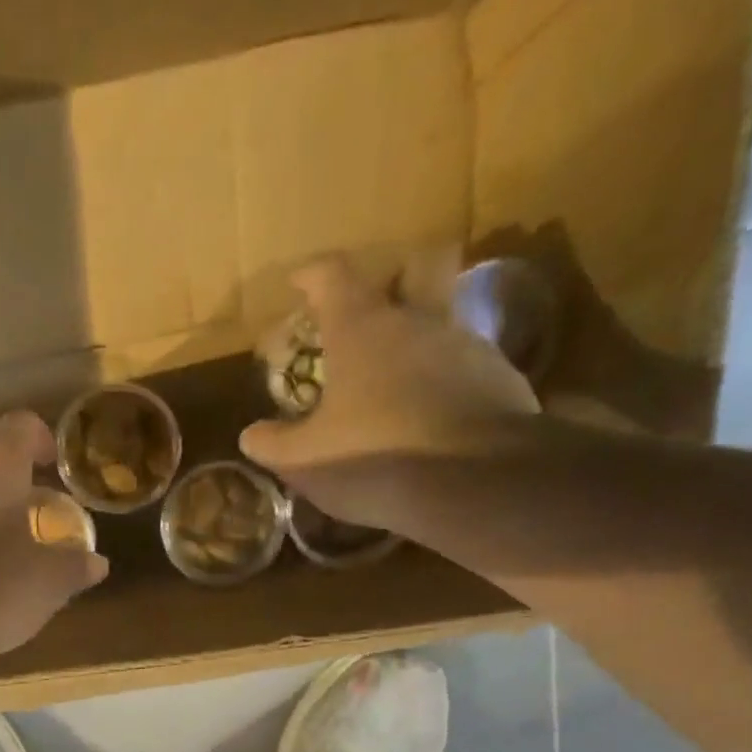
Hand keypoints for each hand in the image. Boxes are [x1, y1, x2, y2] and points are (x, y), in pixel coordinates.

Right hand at [240, 254, 539, 528]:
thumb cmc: (374, 458)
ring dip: (418, 339)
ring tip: (396, 381)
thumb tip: (251, 435)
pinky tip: (430, 415)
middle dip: (394, 276)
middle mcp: (417, 321)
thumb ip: (272, 444)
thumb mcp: (305, 460)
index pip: (333, 275)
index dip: (312, 274)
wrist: (473, 483)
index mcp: (362, 329)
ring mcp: (465, 345)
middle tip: (373, 307)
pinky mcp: (499, 377)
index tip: (298, 280)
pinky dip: (444, 380)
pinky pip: (465, 364)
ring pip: (442, 320)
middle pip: (415, 268)